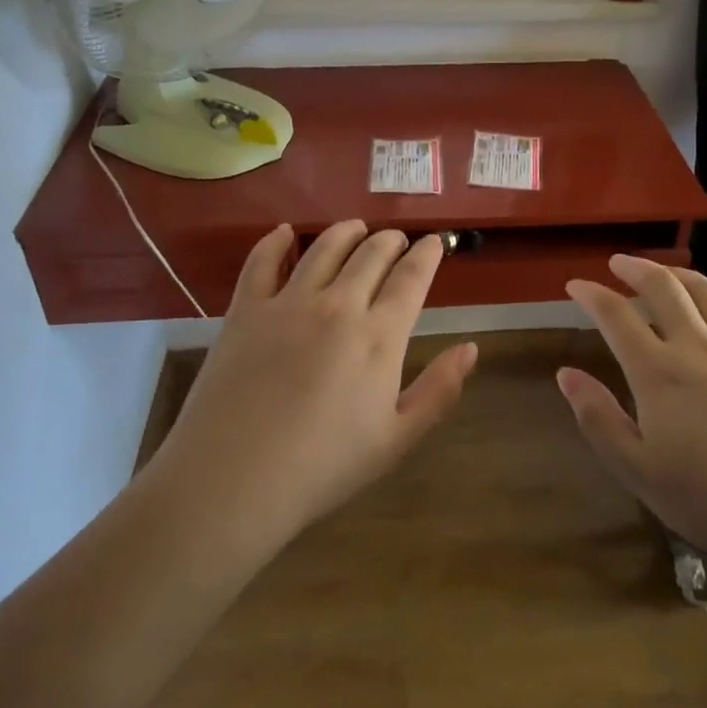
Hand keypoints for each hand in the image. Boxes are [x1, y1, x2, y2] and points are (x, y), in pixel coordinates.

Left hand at [147, 221, 476, 557]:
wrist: (235, 479)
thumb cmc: (323, 467)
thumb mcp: (397, 440)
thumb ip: (439, 391)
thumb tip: (471, 348)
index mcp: (379, 336)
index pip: (411, 278)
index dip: (426, 254)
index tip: (433, 242)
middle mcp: (338, 304)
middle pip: (371, 254)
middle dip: (390, 240)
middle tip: (396, 239)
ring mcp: (289, 302)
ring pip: (325, 247)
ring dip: (346, 231)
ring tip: (356, 227)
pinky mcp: (246, 308)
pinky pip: (262, 261)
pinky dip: (275, 240)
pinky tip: (284, 232)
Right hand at [560, 256, 706, 592]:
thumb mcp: (642, 474)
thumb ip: (600, 420)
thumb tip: (567, 374)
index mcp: (658, 373)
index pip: (615, 316)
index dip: (591, 295)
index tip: (575, 285)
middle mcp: (698, 346)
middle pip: (663, 288)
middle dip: (635, 268)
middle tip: (619, 263)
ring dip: (680, 274)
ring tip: (666, 273)